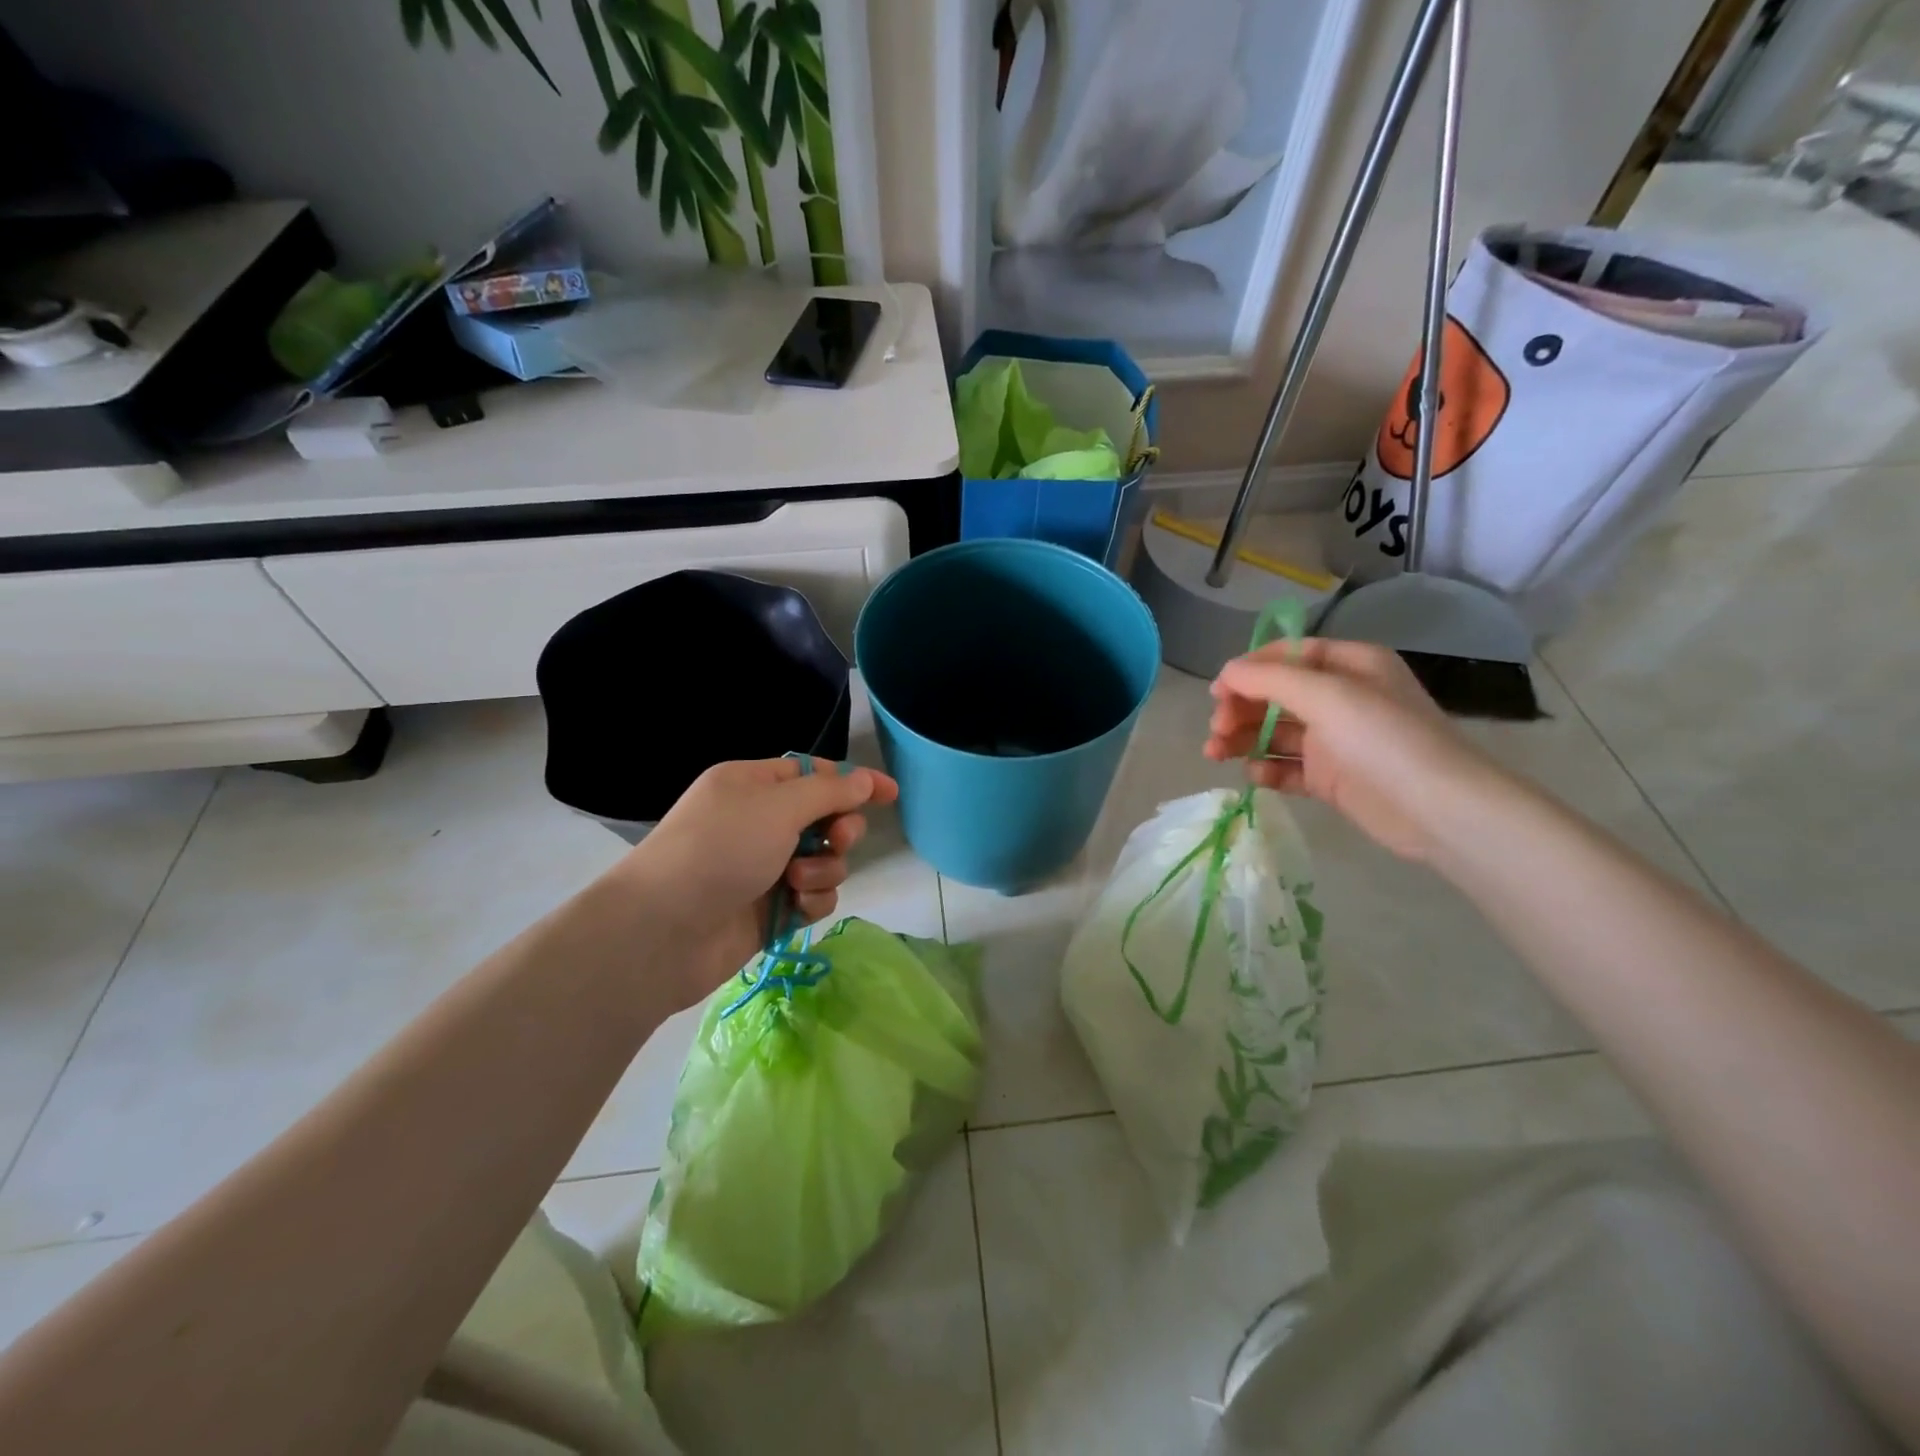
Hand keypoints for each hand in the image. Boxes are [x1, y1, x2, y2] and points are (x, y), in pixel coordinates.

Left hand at [607, 758, 898, 1010]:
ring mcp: (764, 866)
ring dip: (824, 868)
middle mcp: (759, 821)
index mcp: (753, 784)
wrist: (662, 931)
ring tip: (798, 881)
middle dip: (840, 828)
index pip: (814, 773)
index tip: (890, 794)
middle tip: (839, 839)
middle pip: (825, 817)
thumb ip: (830, 792)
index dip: (853, 781)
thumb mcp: (778, 807)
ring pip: (825, 859)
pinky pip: (812, 895)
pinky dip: (811, 899)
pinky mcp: (769, 908)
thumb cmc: (719, 849)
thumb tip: (865, 781)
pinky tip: (795, 906)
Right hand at [1204, 639, 1500, 861]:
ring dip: (1242, 739)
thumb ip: (1269, 679)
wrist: (1438, 810)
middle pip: (1276, 695)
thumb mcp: (1326, 695)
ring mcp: (1336, 741)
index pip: (1287, 656)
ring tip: (1215, 754)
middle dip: (1241, 709)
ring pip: (1275, 733)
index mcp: (1349, 666)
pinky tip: (1254, 774)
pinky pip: (1288, 767)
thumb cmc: (1383, 738)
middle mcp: (1341, 698)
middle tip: (1217, 729)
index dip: (1249, 670)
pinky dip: (1267, 769)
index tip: (1217, 692)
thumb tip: (1226, 673)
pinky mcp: (1331, 778)